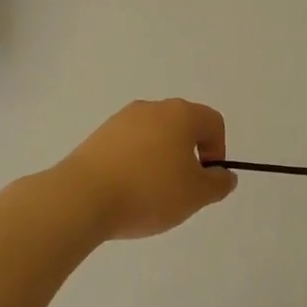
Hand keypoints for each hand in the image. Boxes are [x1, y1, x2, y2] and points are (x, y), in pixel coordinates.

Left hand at [56, 100, 237, 240]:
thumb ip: (218, 184)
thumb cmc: (149, 191)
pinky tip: (127, 190)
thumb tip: (224, 175)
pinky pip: (129, 145)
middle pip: (183, 126)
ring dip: (161, 159)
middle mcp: (152, 108)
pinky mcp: (98, 135)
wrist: (81, 198)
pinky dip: (136, 163)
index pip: (213, 122)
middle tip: (182, 188)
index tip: (206, 179)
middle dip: (189, 154)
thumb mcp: (195, 195)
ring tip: (152, 193)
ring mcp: (122, 119)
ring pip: (154, 135)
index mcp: (181, 114)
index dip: (218, 150)